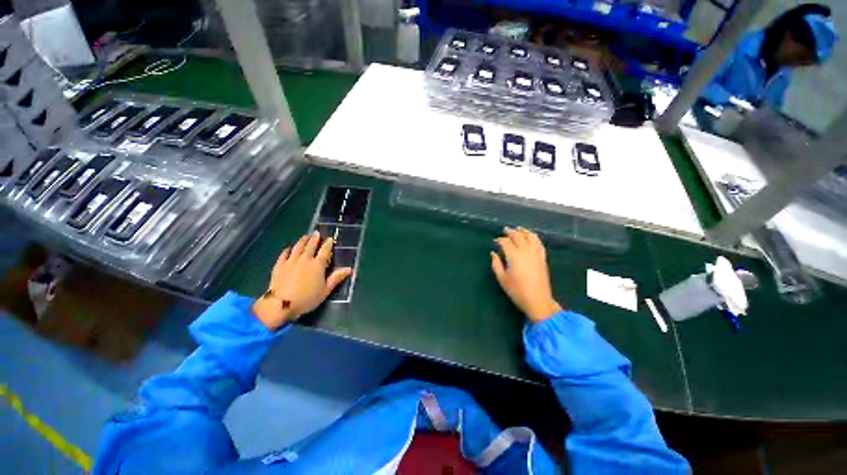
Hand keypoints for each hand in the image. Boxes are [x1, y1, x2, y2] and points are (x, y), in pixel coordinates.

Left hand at [252, 232, 352, 329]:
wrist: (280, 304)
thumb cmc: (307, 298)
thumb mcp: (325, 290)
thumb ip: (336, 278)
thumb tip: (350, 269)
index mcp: (318, 265)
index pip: (325, 251)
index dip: (328, 244)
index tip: (330, 239)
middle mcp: (305, 259)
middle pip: (310, 246)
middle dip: (315, 238)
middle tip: (317, 233)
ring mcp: (291, 261)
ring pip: (298, 247)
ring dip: (302, 240)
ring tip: (306, 236)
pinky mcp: (279, 266)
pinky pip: (284, 254)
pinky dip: (287, 249)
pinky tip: (289, 248)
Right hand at [491, 227, 561, 322]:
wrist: (538, 300)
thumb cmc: (517, 291)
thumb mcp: (502, 278)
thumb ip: (496, 264)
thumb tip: (493, 253)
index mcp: (514, 256)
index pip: (506, 242)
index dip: (499, 240)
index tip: (495, 241)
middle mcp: (526, 251)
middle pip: (518, 236)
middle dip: (510, 232)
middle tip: (505, 230)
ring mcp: (536, 254)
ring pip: (530, 237)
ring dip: (523, 231)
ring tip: (518, 229)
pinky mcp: (542, 258)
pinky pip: (539, 243)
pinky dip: (534, 237)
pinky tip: (531, 236)